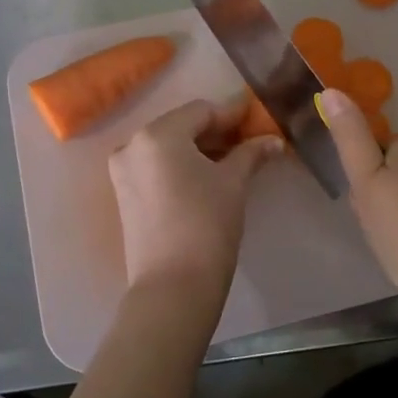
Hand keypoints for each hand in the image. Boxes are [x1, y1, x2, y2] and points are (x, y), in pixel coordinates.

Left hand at [108, 97, 282, 314]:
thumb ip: (251, 154)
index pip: (201, 111)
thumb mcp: (233, 183)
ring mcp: (123, 171)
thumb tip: (274, 141)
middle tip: (248, 143)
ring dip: (198, 150)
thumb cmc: (207, 224)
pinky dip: (180, 167)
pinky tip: (206, 179)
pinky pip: (155, 167)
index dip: (232, 114)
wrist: (173, 287)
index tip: (257, 119)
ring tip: (231, 162)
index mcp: (158, 134)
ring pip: (167, 148)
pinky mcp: (123, 195)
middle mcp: (133, 145)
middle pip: (181, 126)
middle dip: (215, 133)